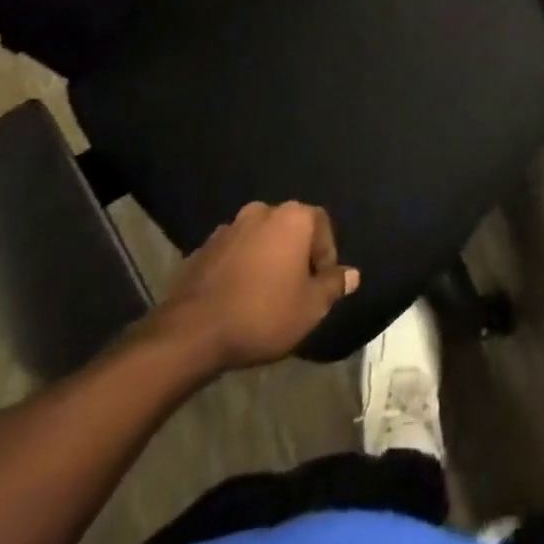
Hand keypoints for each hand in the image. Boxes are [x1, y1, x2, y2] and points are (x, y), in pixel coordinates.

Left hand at [141, 201, 359, 377]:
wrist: (192, 332)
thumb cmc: (262, 314)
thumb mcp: (310, 308)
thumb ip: (333, 286)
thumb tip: (352, 274)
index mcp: (293, 217)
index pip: (321, 226)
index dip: (325, 256)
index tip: (319, 287)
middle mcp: (263, 211)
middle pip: (290, 229)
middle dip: (296, 255)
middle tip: (295, 290)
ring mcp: (230, 227)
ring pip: (260, 240)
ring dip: (267, 260)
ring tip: (264, 295)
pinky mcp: (204, 247)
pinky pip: (234, 253)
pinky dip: (241, 268)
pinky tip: (238, 297)